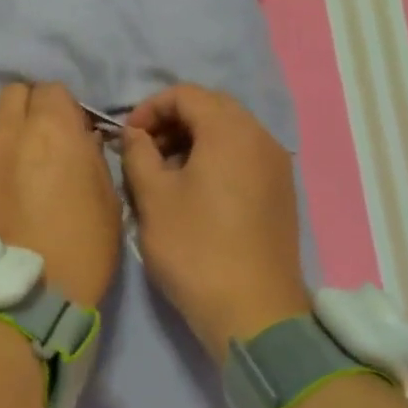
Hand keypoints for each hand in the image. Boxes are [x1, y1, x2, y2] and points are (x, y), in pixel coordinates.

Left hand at [0, 82, 121, 309]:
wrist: (16, 301)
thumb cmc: (79, 252)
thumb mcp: (107, 202)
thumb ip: (90, 158)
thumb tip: (78, 140)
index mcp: (51, 130)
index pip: (52, 89)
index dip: (62, 109)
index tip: (68, 134)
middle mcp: (6, 134)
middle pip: (12, 95)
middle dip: (28, 110)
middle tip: (39, 145)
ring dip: (2, 146)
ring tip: (10, 185)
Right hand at [121, 84, 310, 356]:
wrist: (254, 313)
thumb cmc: (196, 248)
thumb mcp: (153, 197)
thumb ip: (138, 154)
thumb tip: (136, 135)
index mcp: (231, 131)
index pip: (186, 94)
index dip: (150, 107)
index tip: (128, 137)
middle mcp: (261, 138)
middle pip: (211, 108)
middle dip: (172, 121)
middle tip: (144, 151)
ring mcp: (276, 166)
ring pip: (229, 132)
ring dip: (192, 140)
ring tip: (164, 172)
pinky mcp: (280, 192)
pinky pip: (243, 156)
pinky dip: (214, 158)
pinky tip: (193, 190)